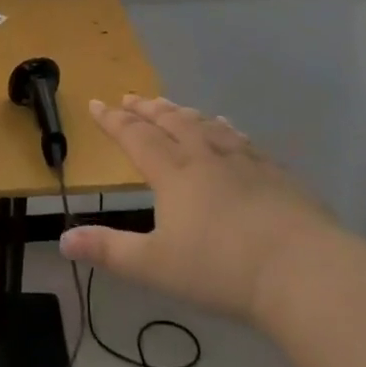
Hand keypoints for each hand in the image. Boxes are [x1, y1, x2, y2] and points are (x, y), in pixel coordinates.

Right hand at [58, 95, 336, 323]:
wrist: (301, 270)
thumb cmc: (220, 269)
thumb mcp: (155, 266)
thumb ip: (109, 251)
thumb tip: (63, 240)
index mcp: (173, 173)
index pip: (136, 137)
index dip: (113, 120)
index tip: (96, 104)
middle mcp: (205, 157)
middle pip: (171, 122)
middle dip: (147, 109)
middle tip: (131, 96)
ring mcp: (244, 161)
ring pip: (206, 125)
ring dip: (183, 112)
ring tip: (171, 105)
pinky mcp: (275, 173)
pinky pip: (242, 139)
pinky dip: (225, 127)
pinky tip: (227, 127)